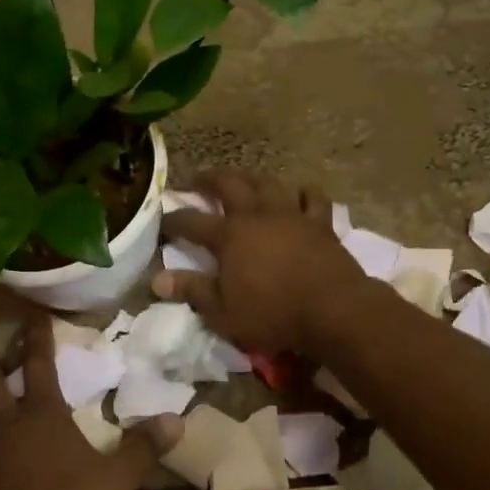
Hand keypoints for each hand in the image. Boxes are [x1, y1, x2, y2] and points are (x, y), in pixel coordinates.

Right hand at [151, 169, 368, 353]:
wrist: (332, 308)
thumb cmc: (272, 313)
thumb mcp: (222, 311)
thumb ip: (192, 290)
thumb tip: (157, 279)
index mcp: (229, 235)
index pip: (192, 222)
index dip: (174, 220)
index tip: (162, 219)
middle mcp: (257, 215)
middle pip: (229, 185)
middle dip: (209, 179)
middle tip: (197, 179)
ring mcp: (290, 215)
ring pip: (268, 183)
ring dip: (251, 177)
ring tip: (243, 178)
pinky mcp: (320, 223)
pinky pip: (313, 199)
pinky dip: (304, 193)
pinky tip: (300, 193)